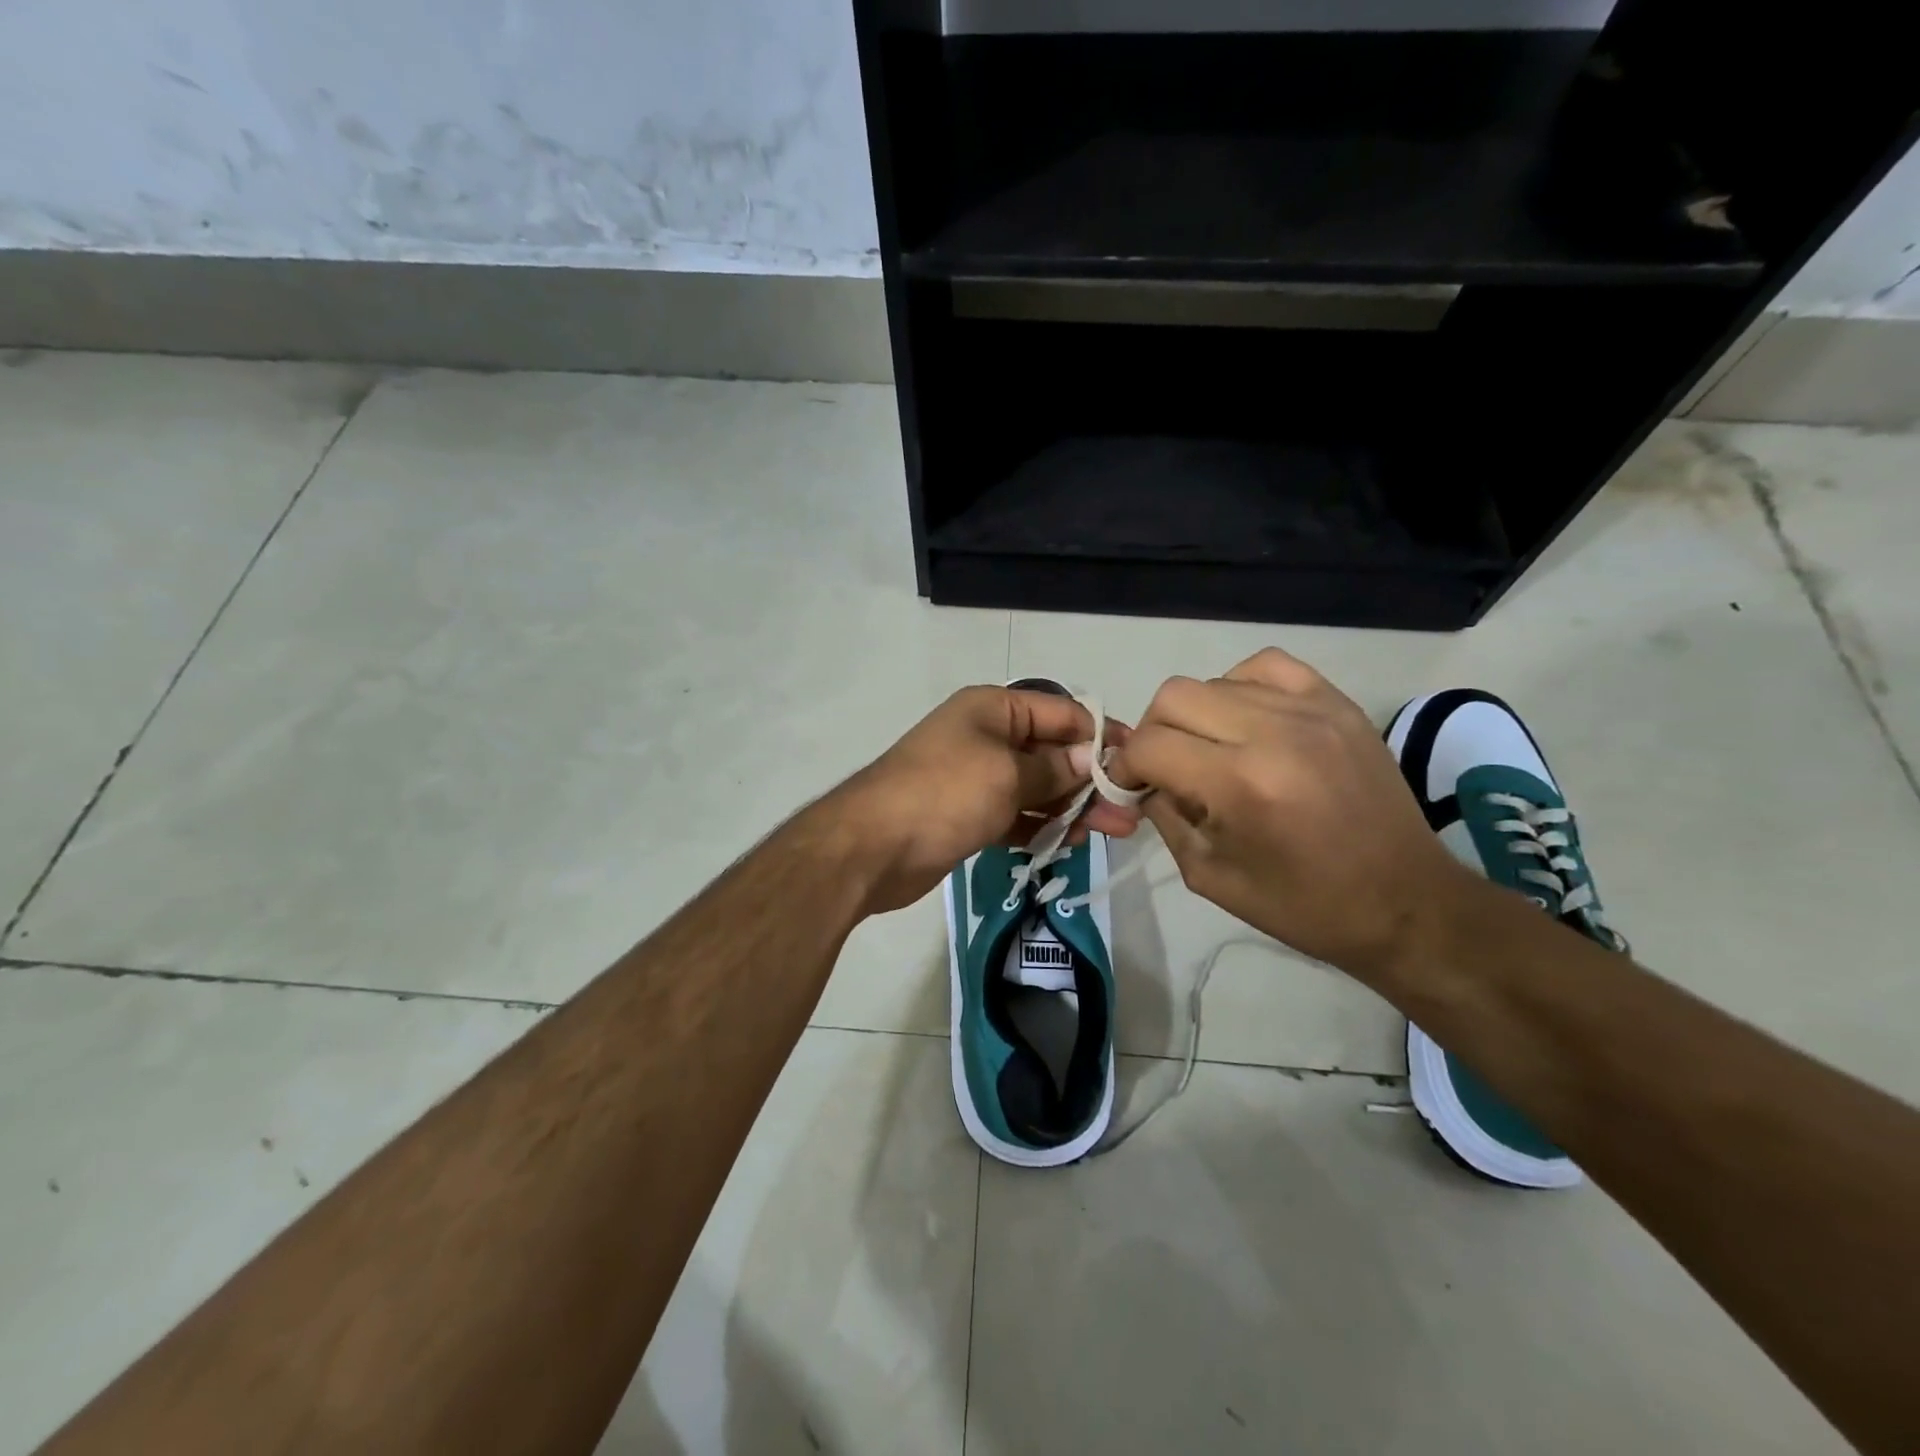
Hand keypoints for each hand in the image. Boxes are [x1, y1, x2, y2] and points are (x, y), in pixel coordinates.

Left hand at [829, 686, 1141, 914]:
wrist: (871, 848)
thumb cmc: (944, 794)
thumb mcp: (1006, 774)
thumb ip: (1053, 768)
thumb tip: (1093, 760)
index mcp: (992, 709)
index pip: (1060, 712)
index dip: (1100, 735)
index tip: (1137, 761)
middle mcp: (985, 736)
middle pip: (1051, 752)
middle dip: (1090, 779)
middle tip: (1129, 812)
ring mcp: (975, 777)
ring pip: (1036, 787)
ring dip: (1069, 807)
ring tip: (1109, 832)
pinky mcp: (968, 815)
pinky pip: (1015, 815)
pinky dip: (1039, 826)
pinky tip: (1067, 842)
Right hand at [1112, 648, 1472, 984]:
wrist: (1406, 902)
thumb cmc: (1305, 905)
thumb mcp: (1210, 876)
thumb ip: (1166, 818)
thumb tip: (1146, 782)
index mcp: (1239, 784)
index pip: (1149, 745)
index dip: (1125, 765)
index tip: (1130, 785)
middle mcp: (1272, 732)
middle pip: (1174, 697)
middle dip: (1153, 733)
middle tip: (1165, 767)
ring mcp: (1310, 709)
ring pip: (1215, 680)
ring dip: (1195, 715)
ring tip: (1210, 749)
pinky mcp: (1337, 703)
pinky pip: (1267, 666)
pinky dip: (1240, 687)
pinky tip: (1247, 719)